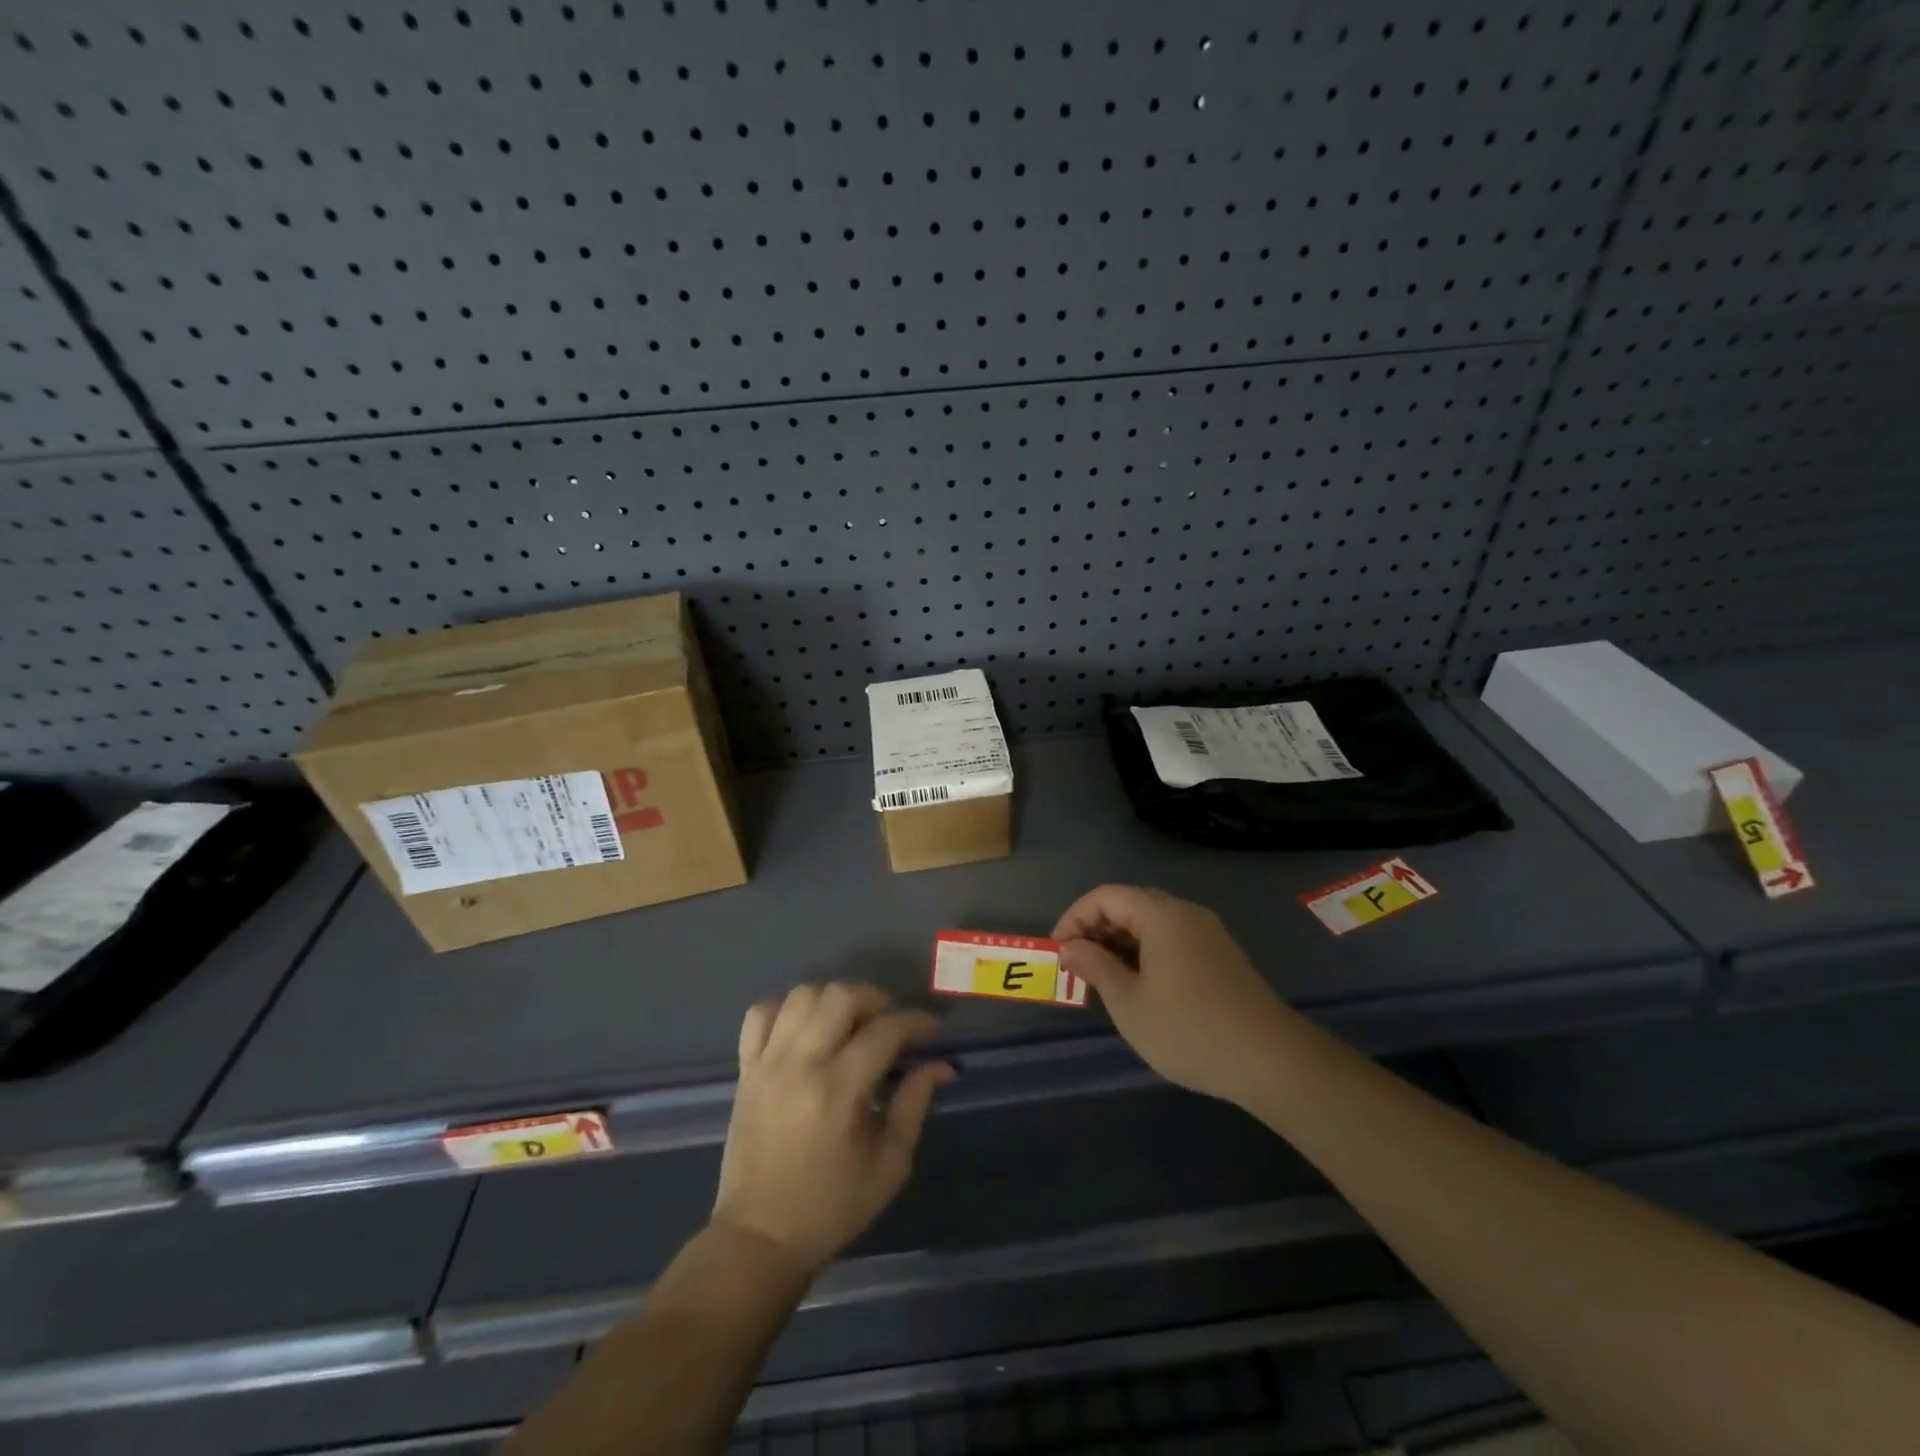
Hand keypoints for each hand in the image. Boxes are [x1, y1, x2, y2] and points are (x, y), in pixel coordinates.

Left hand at [713, 983, 954, 1275]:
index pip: (885, 1031)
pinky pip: (760, 1013)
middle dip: (875, 1000)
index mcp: (839, 1091)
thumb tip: (941, 1065)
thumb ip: (915, 1105)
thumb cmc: (831, 1207)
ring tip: (849, 1025)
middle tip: (889, 1026)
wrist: (759, 1238)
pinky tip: (804, 1030)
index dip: (916, 1023)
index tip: (932, 1032)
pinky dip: (786, 1009)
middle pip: (840, 996)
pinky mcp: (745, 1069)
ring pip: (802, 995)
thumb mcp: (889, 1165)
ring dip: (833, 1000)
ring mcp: (767, 1063)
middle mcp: (800, 1065)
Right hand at [1054, 885, 1291, 1106]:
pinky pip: (1173, 939)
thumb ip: (1095, 967)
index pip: (1105, 896)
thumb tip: (1070, 947)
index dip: (1074, 918)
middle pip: (1130, 904)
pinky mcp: (1221, 956)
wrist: (1271, 1062)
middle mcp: (1186, 913)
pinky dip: (1146, 952)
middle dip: (1096, 929)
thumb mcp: (1129, 1002)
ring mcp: (1208, 934)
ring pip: (1152, 923)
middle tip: (1078, 965)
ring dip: (1121, 942)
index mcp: (1161, 915)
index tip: (1058, 952)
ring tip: (1103, 978)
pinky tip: (1140, 986)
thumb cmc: (1188, 1030)